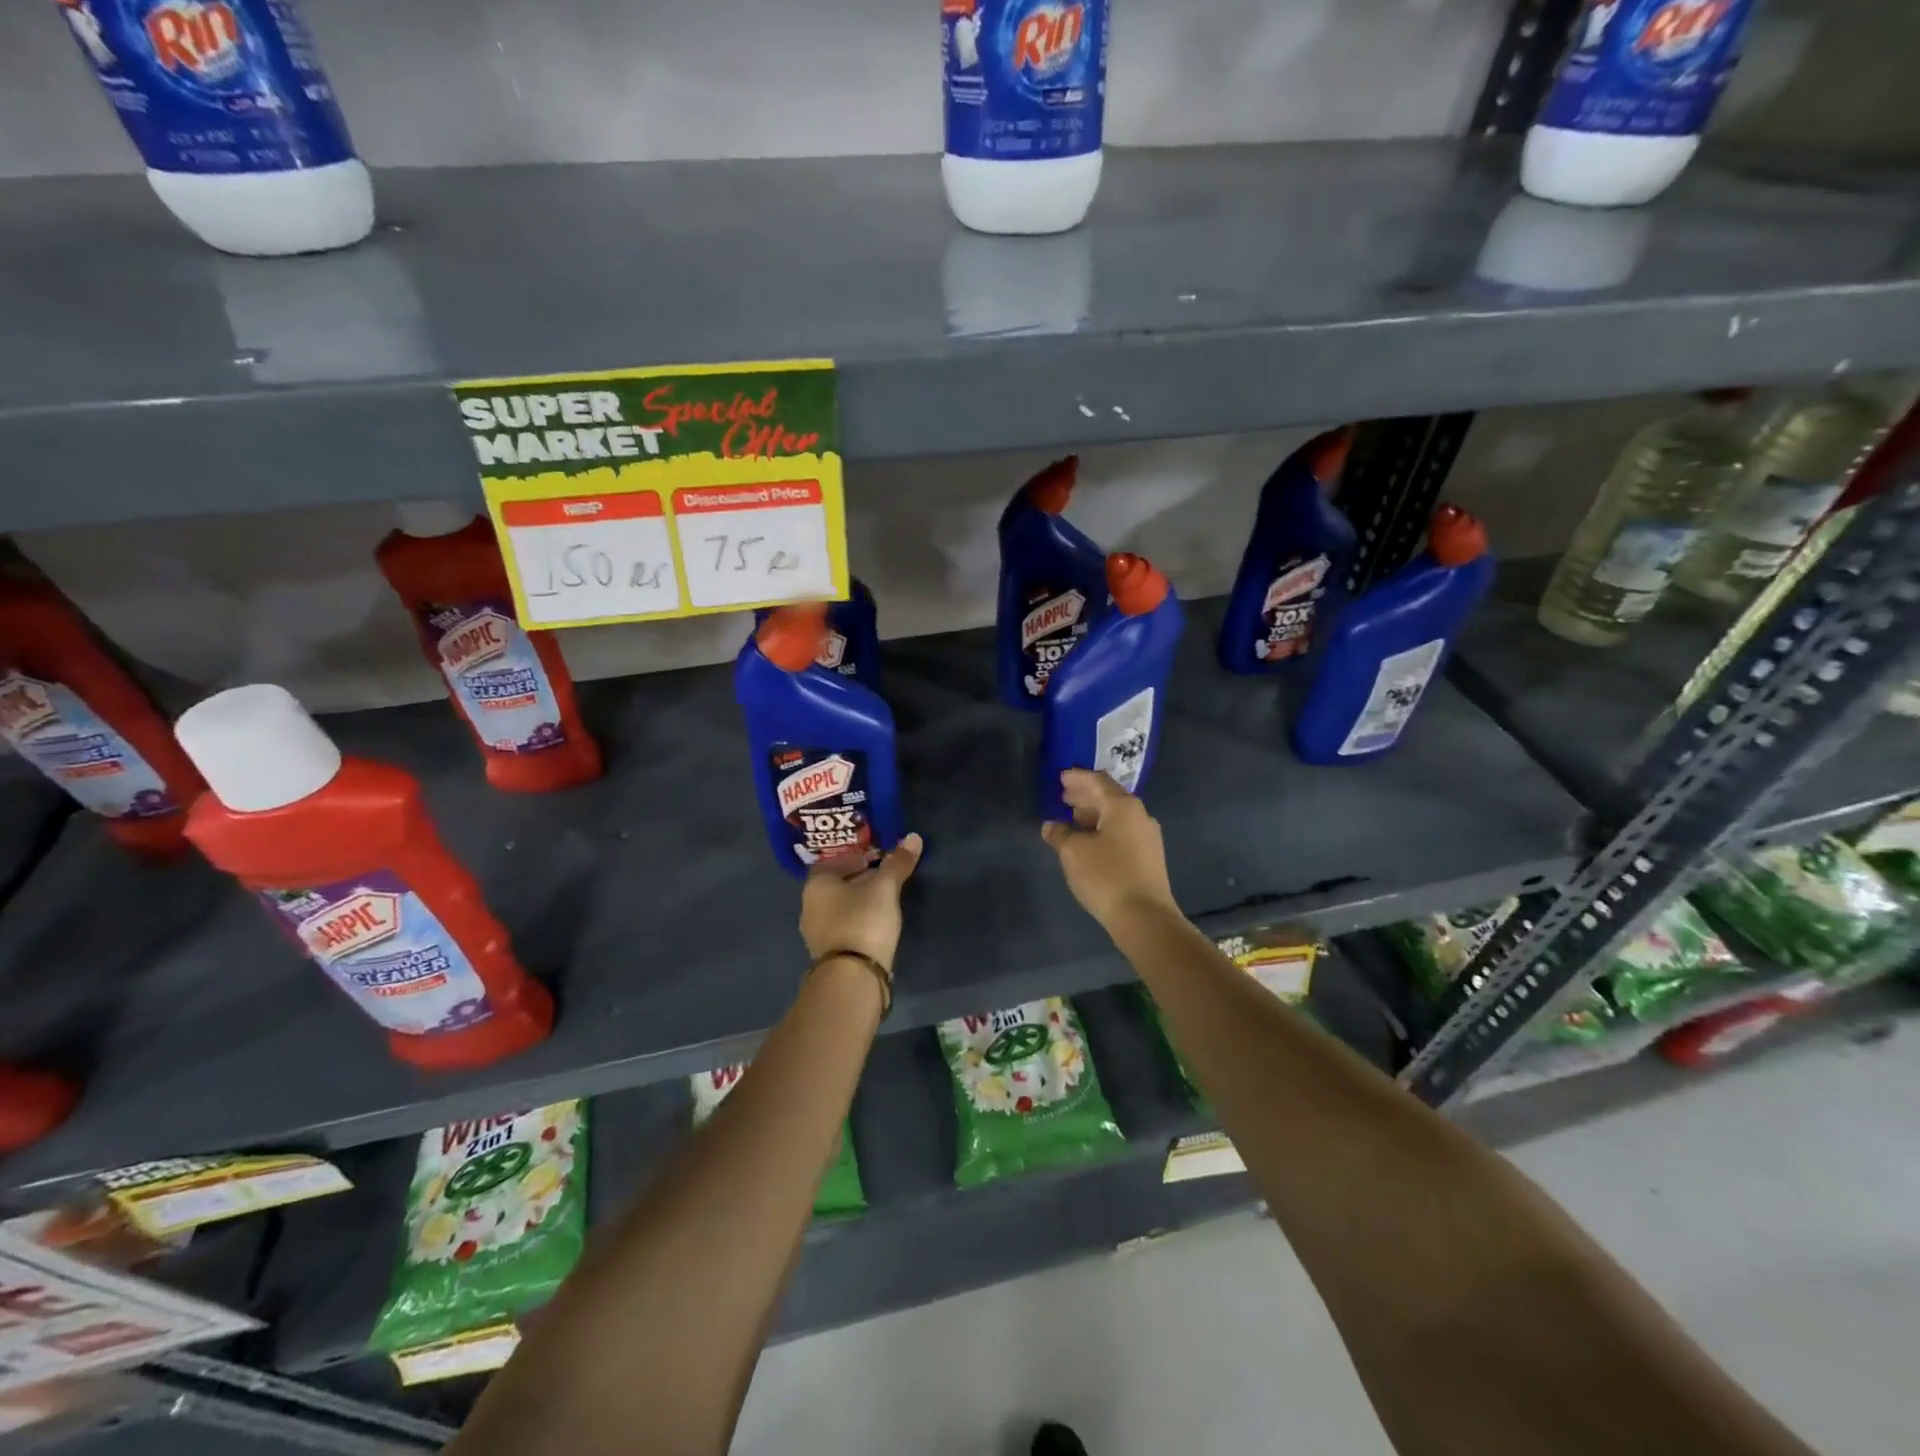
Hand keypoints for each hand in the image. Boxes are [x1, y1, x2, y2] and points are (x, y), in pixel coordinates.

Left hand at [800, 833, 923, 969]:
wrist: (852, 977)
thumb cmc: (863, 920)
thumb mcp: (885, 888)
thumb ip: (897, 863)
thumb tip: (913, 837)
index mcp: (816, 884)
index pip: (834, 860)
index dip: (856, 856)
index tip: (879, 858)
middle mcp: (810, 906)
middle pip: (836, 884)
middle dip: (860, 878)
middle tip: (886, 876)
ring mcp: (817, 932)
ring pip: (840, 906)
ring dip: (860, 900)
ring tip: (886, 899)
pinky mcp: (828, 953)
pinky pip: (844, 926)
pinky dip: (858, 920)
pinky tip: (877, 923)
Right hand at [1041, 771, 1176, 930]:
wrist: (1145, 917)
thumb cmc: (1106, 875)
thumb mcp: (1073, 852)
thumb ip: (1060, 833)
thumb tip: (1052, 826)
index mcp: (1123, 806)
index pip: (1098, 781)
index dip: (1077, 778)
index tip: (1061, 777)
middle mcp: (1139, 815)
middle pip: (1109, 797)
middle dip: (1085, 796)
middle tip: (1063, 796)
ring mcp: (1147, 837)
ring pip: (1116, 817)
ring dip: (1094, 815)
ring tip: (1072, 819)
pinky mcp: (1149, 857)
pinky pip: (1122, 833)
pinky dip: (1103, 830)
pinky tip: (1089, 841)